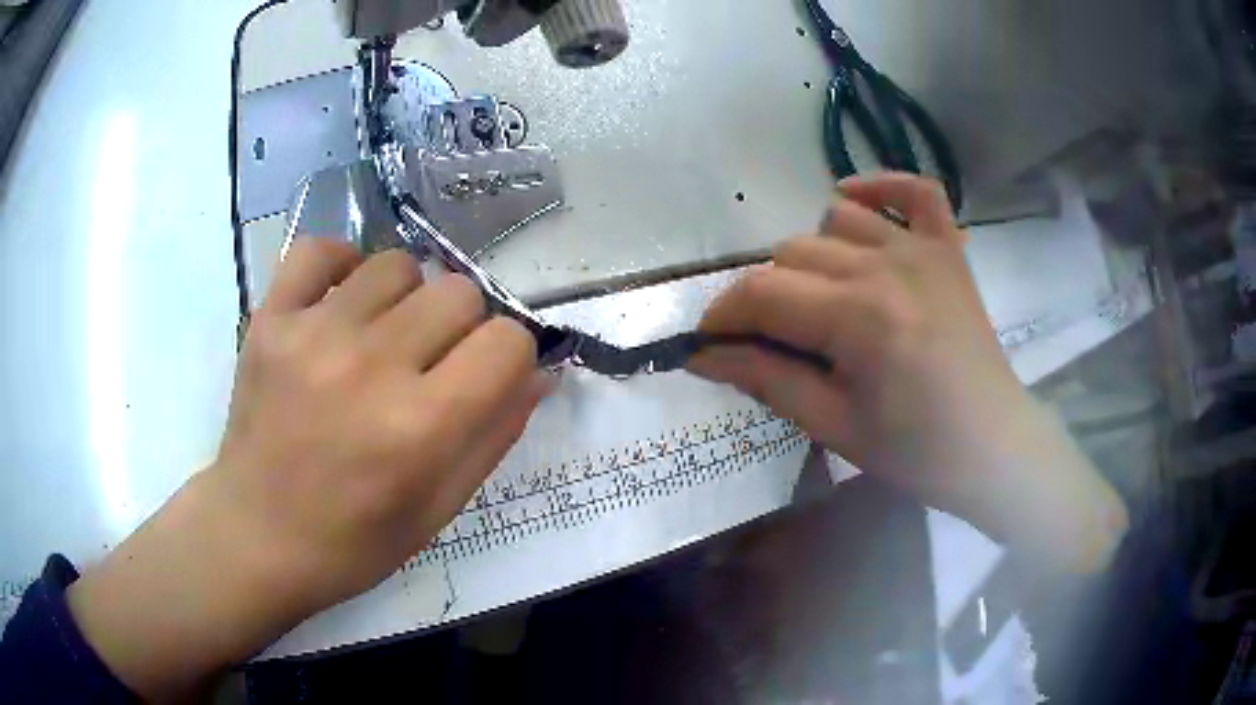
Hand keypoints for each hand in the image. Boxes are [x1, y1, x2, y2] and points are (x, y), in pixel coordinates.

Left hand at [69, 240, 548, 698]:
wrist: (257, 535)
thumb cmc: (353, 541)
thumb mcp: (440, 509)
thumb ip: (495, 436)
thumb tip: (537, 372)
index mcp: (420, 427)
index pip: (507, 342)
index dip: (509, 357)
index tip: (486, 376)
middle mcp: (369, 367)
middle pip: (458, 292)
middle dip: (462, 328)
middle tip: (431, 366)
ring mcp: (312, 334)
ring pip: (398, 263)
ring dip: (405, 299)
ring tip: (381, 339)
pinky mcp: (270, 318)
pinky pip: (321, 250)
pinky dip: (342, 265)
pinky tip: (342, 303)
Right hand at [692, 173, 1126, 571]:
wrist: (992, 447)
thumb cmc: (915, 450)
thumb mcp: (833, 426)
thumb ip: (766, 379)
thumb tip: (703, 356)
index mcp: (857, 318)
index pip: (761, 293)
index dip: (721, 315)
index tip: (706, 343)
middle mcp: (886, 266)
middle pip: (792, 253)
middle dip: (764, 296)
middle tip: (769, 340)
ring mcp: (922, 248)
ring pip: (836, 218)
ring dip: (814, 254)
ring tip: (821, 297)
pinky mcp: (948, 248)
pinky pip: (915, 190)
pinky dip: (881, 187)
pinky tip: (857, 203)